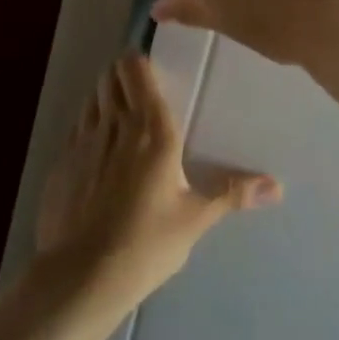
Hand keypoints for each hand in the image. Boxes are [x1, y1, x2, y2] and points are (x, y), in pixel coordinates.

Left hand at [35, 54, 280, 301]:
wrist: (80, 278)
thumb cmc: (147, 243)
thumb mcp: (195, 218)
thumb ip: (233, 194)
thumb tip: (278, 186)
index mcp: (152, 129)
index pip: (137, 71)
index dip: (140, 61)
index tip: (150, 67)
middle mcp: (115, 123)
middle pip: (111, 76)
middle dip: (122, 74)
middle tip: (139, 90)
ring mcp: (82, 140)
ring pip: (92, 97)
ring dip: (104, 96)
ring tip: (119, 115)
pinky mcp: (60, 162)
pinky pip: (76, 127)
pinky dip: (87, 125)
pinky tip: (96, 151)